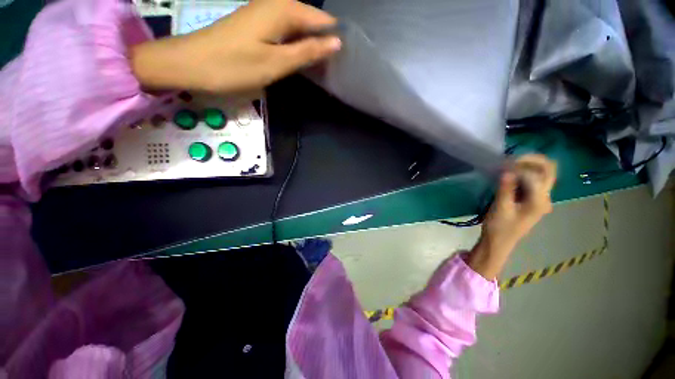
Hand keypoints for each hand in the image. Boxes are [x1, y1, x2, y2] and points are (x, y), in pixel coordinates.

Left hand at [131, 0, 340, 93]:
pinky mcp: (255, 25)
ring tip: (322, 62)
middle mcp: (274, 5)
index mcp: (282, 10)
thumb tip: (335, 43)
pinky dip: (295, 42)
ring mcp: (263, 14)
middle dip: (323, 38)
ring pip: (297, 25)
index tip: (346, 56)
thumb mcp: (276, 63)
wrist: (191, 64)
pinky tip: (299, 56)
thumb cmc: (235, 66)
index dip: (334, 34)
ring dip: (310, 42)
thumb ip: (306, 52)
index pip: (320, 18)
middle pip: (309, 18)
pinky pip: (284, 30)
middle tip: (335, 63)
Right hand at [467, 154, 556, 279]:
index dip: (519, 167)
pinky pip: (533, 181)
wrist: (499, 242)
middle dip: (531, 161)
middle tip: (511, 159)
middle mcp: (545, 198)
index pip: (535, 175)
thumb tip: (507, 170)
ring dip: (527, 166)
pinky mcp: (532, 200)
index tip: (502, 165)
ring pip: (542, 174)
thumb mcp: (501, 208)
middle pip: (548, 170)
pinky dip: (523, 174)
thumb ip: (506, 188)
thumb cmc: (500, 227)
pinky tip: (510, 175)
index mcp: (540, 201)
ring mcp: (540, 199)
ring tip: (508, 165)